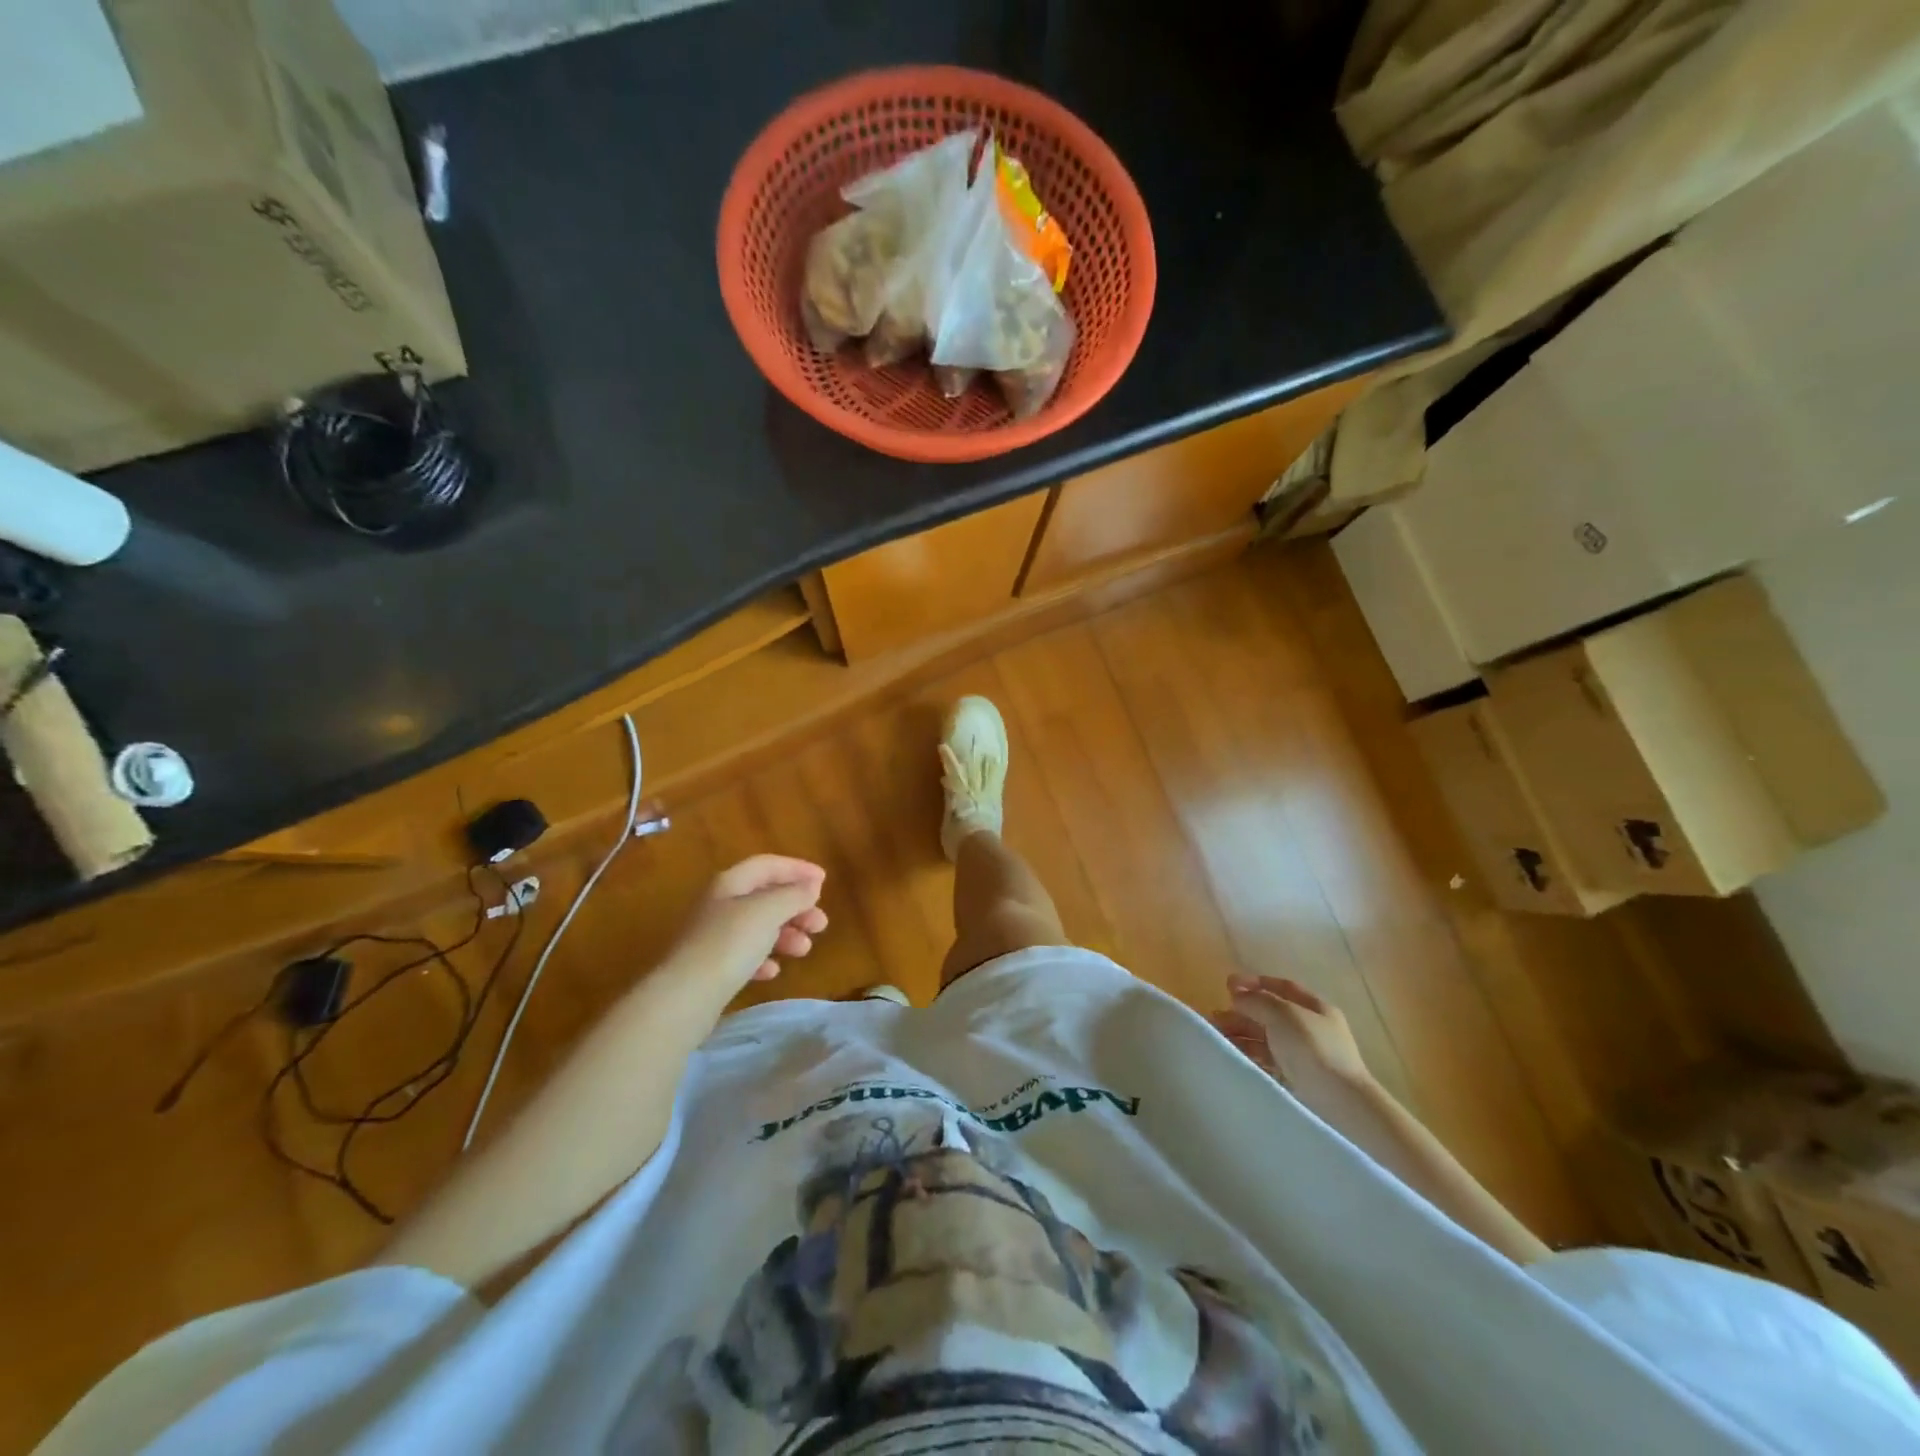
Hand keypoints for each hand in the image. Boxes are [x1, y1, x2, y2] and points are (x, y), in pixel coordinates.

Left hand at [665, 856, 827, 992]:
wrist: (684, 997)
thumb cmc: (729, 944)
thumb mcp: (768, 912)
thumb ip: (793, 895)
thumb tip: (811, 886)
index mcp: (730, 883)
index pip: (767, 865)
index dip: (797, 869)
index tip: (824, 881)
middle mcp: (719, 904)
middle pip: (765, 897)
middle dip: (796, 907)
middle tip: (821, 924)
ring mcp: (713, 937)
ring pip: (758, 927)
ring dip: (785, 934)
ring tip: (804, 950)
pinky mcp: (711, 967)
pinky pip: (744, 955)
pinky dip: (763, 959)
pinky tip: (773, 971)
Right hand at [1211, 975, 1372, 1100]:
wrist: (1339, 1101)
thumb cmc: (1312, 1048)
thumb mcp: (1282, 1015)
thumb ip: (1256, 1001)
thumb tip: (1237, 995)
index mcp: (1315, 1007)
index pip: (1282, 987)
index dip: (1254, 982)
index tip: (1227, 985)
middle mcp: (1311, 1027)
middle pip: (1271, 1012)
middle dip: (1243, 1011)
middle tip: (1216, 1015)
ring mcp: (1306, 1053)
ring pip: (1268, 1036)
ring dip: (1242, 1032)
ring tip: (1218, 1035)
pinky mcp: (1299, 1077)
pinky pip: (1269, 1057)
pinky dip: (1250, 1052)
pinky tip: (1234, 1053)